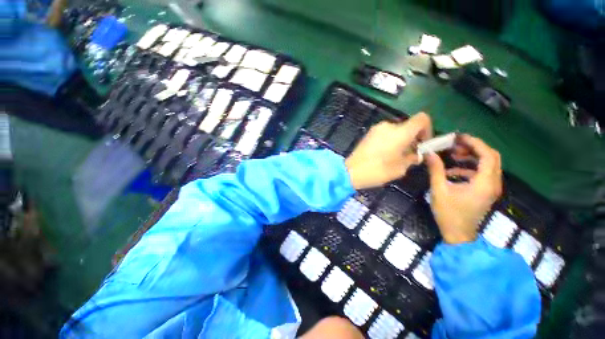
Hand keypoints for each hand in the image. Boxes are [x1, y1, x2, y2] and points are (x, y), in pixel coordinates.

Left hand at [345, 112, 431, 189]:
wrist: (351, 171)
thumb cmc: (377, 170)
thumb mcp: (400, 168)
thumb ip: (412, 158)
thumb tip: (416, 154)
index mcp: (401, 132)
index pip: (422, 118)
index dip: (427, 129)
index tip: (423, 143)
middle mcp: (389, 126)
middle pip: (407, 126)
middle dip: (412, 138)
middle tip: (410, 153)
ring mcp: (376, 129)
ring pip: (395, 130)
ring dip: (400, 140)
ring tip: (396, 155)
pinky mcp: (368, 134)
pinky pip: (384, 133)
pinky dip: (389, 140)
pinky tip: (384, 154)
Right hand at [426, 134, 502, 243]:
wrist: (458, 234)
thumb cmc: (449, 213)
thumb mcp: (439, 190)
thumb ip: (436, 170)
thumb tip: (430, 154)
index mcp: (484, 183)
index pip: (487, 155)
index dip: (474, 143)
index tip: (458, 137)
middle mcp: (493, 183)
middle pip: (491, 157)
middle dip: (474, 147)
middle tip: (455, 144)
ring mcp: (491, 188)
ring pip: (488, 164)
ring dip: (472, 156)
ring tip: (453, 154)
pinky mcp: (486, 191)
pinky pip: (482, 173)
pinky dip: (470, 167)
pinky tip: (453, 171)